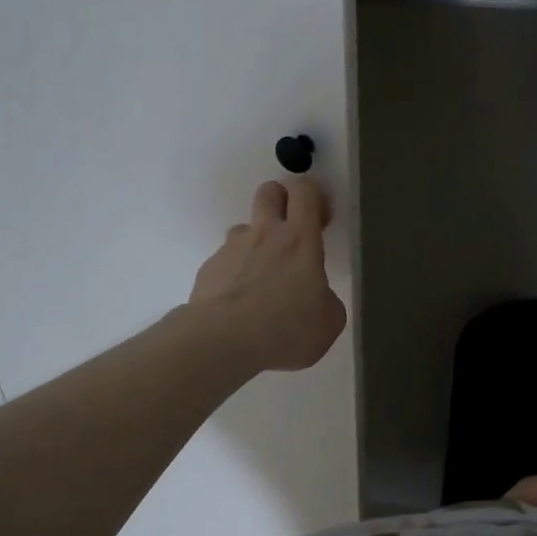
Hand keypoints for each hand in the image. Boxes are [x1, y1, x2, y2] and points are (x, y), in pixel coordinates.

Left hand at [189, 179, 346, 373]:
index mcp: (299, 240)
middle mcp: (264, 234)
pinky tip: (237, 303)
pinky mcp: (208, 268)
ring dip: (255, 244)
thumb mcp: (328, 323)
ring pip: (244, 229)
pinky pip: (225, 261)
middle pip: (269, 192)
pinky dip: (234, 274)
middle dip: (281, 202)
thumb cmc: (285, 330)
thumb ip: (326, 299)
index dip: (313, 197)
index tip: (320, 219)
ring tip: (261, 280)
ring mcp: (231, 248)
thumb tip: (316, 297)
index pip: (304, 191)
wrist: (222, 343)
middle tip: (290, 232)